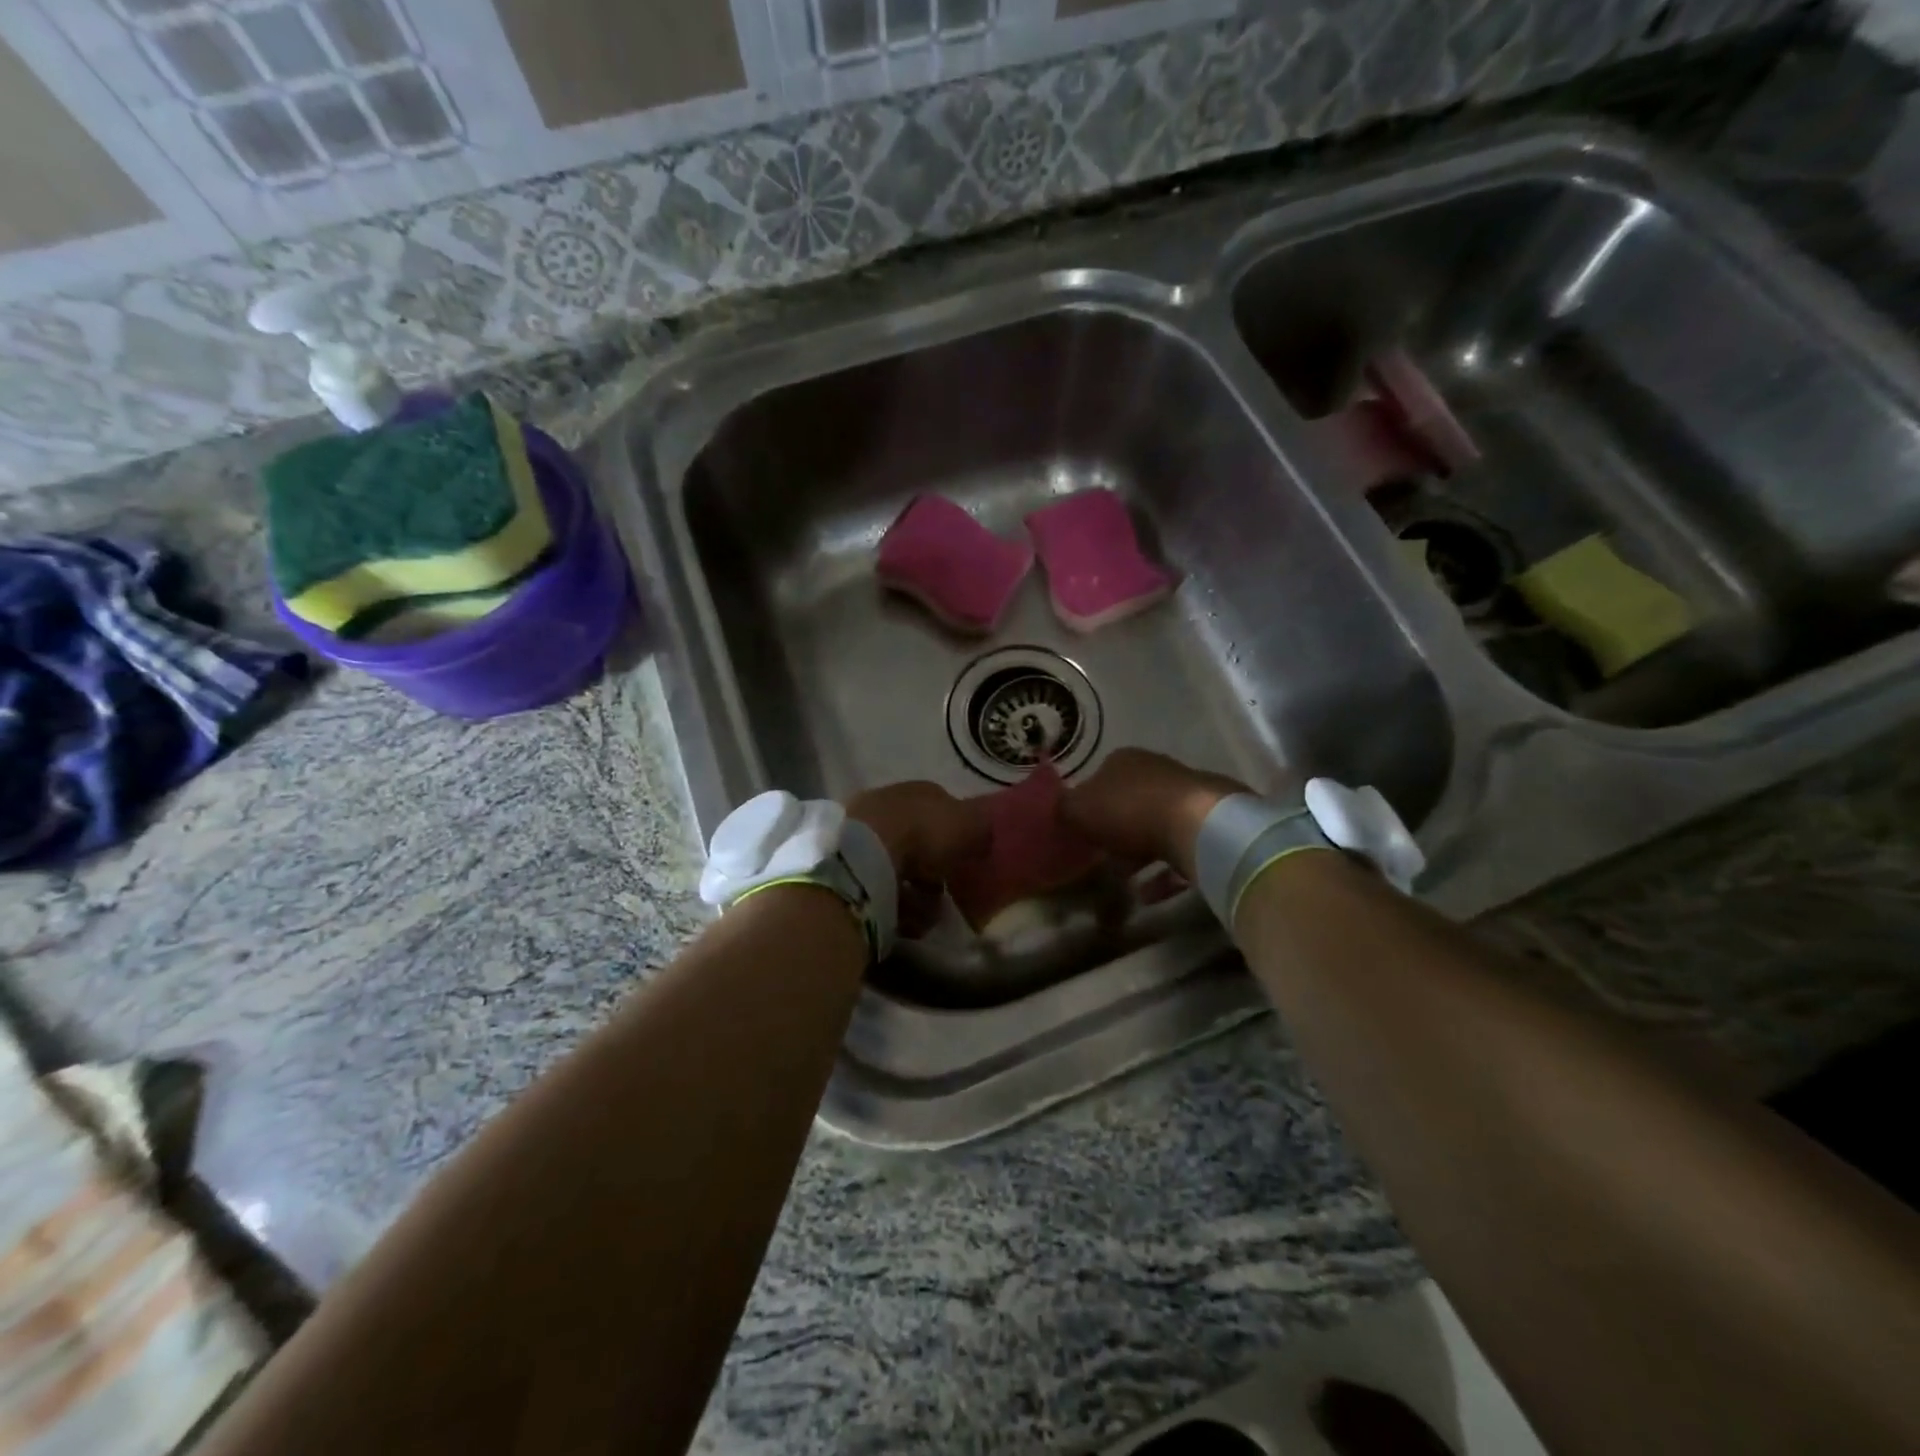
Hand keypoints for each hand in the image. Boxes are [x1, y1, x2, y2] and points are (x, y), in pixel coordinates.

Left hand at [845, 782, 990, 936]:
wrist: (866, 854)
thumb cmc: (923, 833)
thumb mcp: (970, 823)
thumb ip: (981, 827)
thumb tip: (982, 835)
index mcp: (918, 790)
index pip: (942, 809)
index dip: (957, 836)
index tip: (967, 861)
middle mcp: (888, 805)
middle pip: (919, 843)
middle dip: (934, 873)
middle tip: (944, 894)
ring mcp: (862, 833)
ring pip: (899, 870)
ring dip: (917, 896)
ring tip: (927, 915)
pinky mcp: (845, 864)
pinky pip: (879, 889)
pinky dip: (894, 905)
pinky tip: (906, 919)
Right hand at [1062, 748, 1248, 879]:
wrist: (1198, 824)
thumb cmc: (1130, 811)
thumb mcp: (1078, 809)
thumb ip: (1063, 810)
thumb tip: (1059, 811)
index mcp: (1123, 760)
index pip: (1100, 778)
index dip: (1088, 805)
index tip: (1081, 832)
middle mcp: (1156, 770)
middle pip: (1130, 802)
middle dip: (1116, 830)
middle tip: (1102, 859)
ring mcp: (1187, 795)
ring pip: (1156, 826)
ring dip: (1140, 854)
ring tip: (1126, 883)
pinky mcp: (1209, 823)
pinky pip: (1179, 850)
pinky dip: (1164, 872)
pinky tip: (1151, 894)